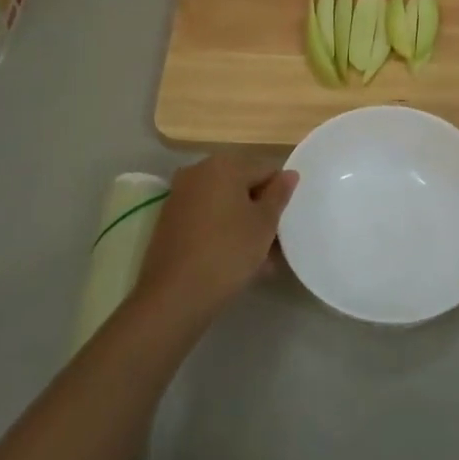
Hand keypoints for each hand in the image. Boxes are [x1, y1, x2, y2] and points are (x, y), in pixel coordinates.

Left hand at [134, 154, 297, 324]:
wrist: (175, 294)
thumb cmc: (228, 251)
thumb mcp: (264, 223)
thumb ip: (279, 194)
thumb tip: (289, 174)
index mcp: (224, 165)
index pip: (266, 170)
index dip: (280, 196)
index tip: (285, 224)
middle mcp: (198, 172)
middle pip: (242, 186)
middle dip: (260, 211)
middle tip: (274, 243)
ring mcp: (180, 196)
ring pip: (224, 205)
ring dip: (243, 225)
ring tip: (259, 260)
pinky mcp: (169, 220)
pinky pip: (206, 219)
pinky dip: (222, 233)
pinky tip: (233, 261)